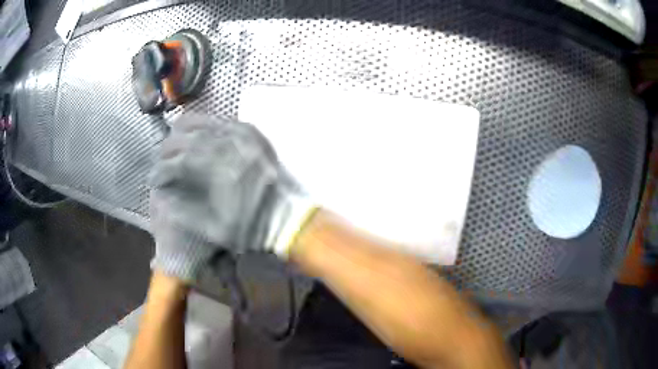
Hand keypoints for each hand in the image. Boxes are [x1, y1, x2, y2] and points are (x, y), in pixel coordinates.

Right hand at [148, 113, 315, 281]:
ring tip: (173, 138)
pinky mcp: (255, 135)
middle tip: (160, 157)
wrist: (290, 218)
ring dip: (185, 129)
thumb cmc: (253, 228)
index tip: (152, 178)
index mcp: (221, 173)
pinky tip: (200, 131)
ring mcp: (246, 138)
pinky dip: (209, 124)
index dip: (162, 169)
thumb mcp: (216, 230)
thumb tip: (161, 200)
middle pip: (190, 137)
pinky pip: (226, 121)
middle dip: (169, 147)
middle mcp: (232, 148)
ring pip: (207, 122)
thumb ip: (185, 214)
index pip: (181, 162)